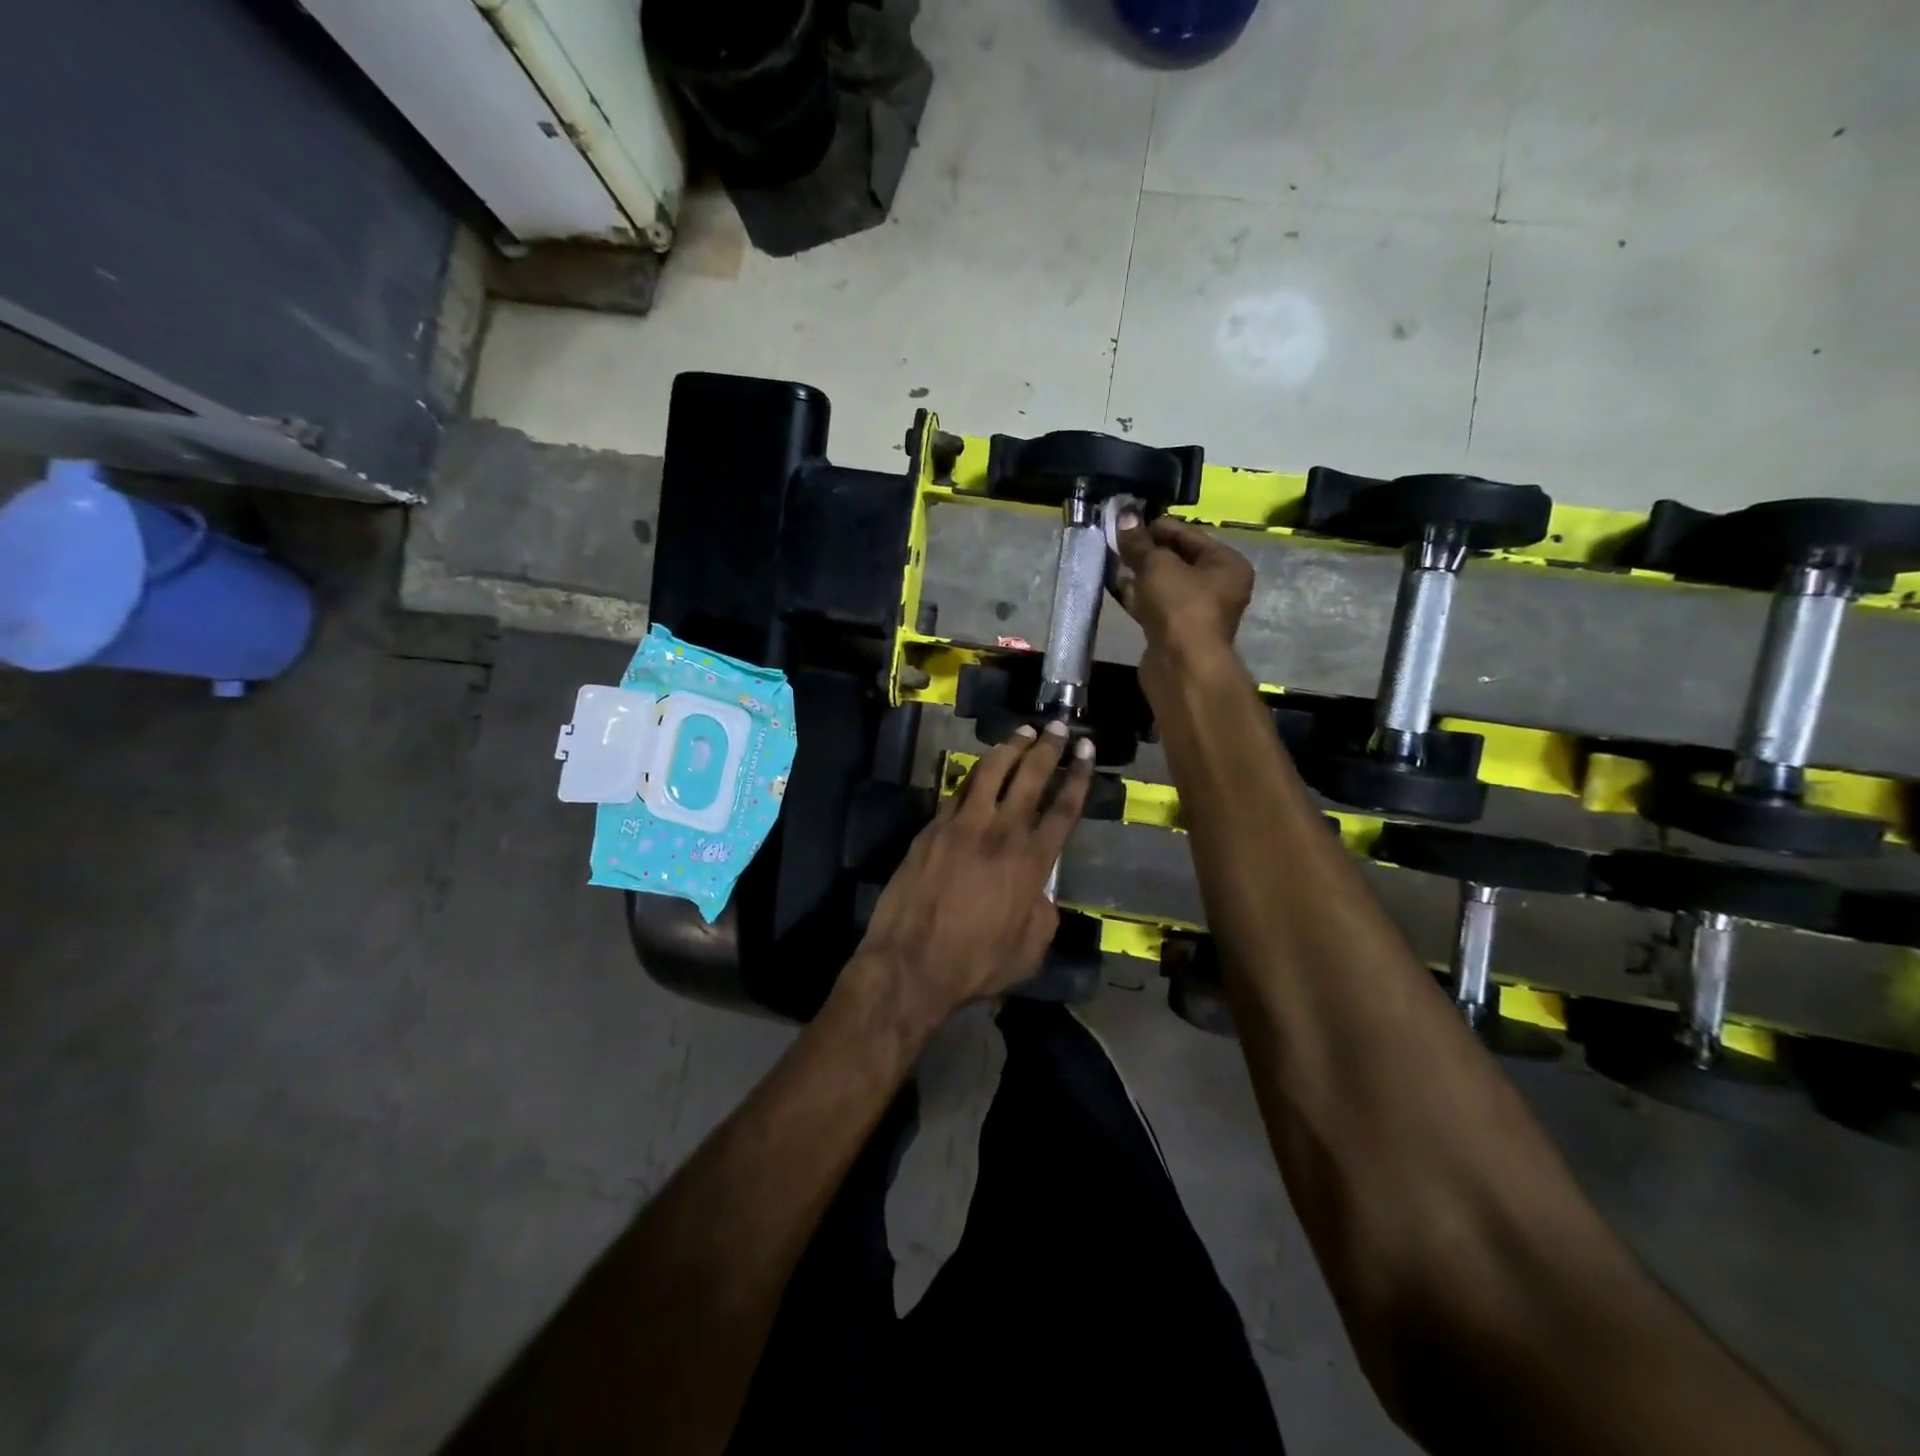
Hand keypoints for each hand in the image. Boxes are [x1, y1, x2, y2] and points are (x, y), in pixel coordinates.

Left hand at [849, 722, 1092, 1029]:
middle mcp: (1000, 834)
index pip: (1063, 808)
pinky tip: (981, 767)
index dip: (1079, 775)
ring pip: (990, 772)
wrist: (910, 963)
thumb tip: (1039, 892)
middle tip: (1057, 726)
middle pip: (1030, 777)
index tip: (1086, 749)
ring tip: (1022, 732)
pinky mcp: (932, 828)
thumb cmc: (974, 963)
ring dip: (1009, 747)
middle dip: (1048, 748)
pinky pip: (958, 790)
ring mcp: (962, 826)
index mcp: (1031, 863)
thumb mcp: (1030, 950)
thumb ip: (1043, 912)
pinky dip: (975, 774)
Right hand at [1115, 514, 1254, 698]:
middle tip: (1115, 540)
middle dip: (1146, 551)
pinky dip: (1137, 596)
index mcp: (1226, 563)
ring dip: (1138, 574)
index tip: (1127, 521)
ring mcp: (1196, 612)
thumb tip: (1124, 515)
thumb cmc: (1180, 606)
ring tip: (1110, 559)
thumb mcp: (1157, 565)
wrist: (1182, 666)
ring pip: (1163, 584)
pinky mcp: (1175, 632)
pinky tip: (1114, 586)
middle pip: (1177, 559)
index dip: (1157, 526)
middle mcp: (1218, 586)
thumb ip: (1139, 542)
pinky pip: (1154, 605)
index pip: (1189, 534)